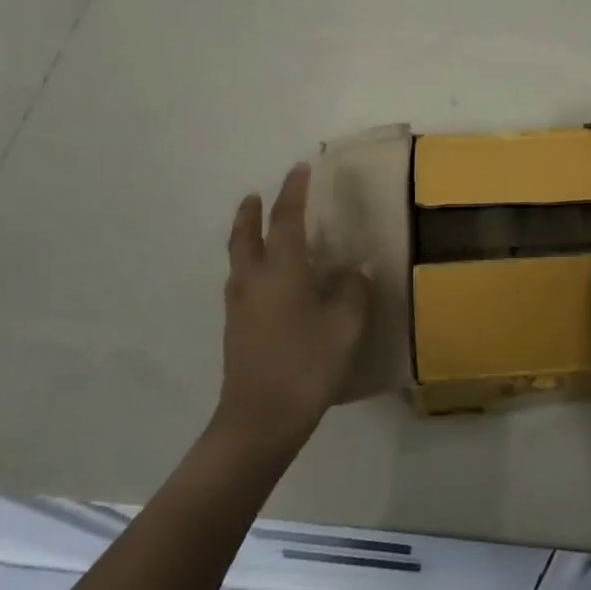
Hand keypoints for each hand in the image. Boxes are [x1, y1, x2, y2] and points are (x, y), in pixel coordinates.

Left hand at [216, 162, 369, 449]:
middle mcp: (254, 278)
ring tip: (258, 231)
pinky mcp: (235, 329)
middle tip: (256, 195)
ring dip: (246, 236)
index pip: (287, 217)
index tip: (300, 168)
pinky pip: (240, 281)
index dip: (294, 190)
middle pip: (246, 234)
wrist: (258, 421)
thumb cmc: (306, 365)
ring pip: (238, 258)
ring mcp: (239, 305)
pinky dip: (248, 265)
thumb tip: (354, 271)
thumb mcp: (345, 326)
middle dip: (251, 211)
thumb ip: (353, 292)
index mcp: (282, 268)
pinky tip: (265, 281)